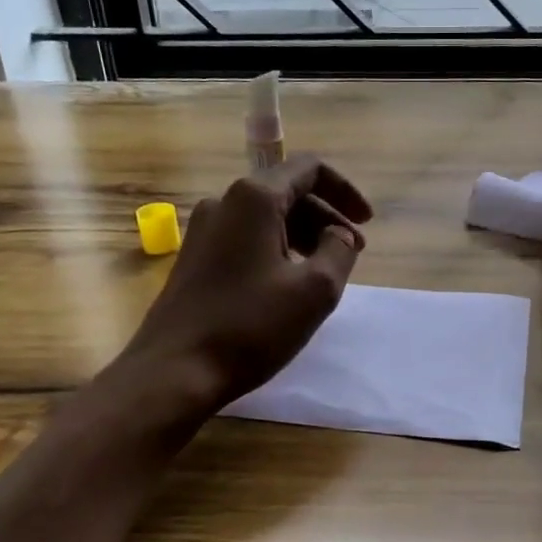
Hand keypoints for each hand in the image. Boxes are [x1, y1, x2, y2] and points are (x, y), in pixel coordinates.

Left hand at [122, 156, 372, 406]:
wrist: (175, 371)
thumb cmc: (250, 327)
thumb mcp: (315, 290)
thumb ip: (339, 251)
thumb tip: (339, 234)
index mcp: (254, 198)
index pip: (309, 169)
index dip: (345, 191)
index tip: (367, 222)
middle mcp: (224, 203)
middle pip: (287, 193)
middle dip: (327, 218)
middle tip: (354, 253)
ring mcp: (203, 231)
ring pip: (266, 219)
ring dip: (303, 236)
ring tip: (325, 272)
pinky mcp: (194, 259)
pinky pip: (246, 240)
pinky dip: (276, 251)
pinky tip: (289, 286)